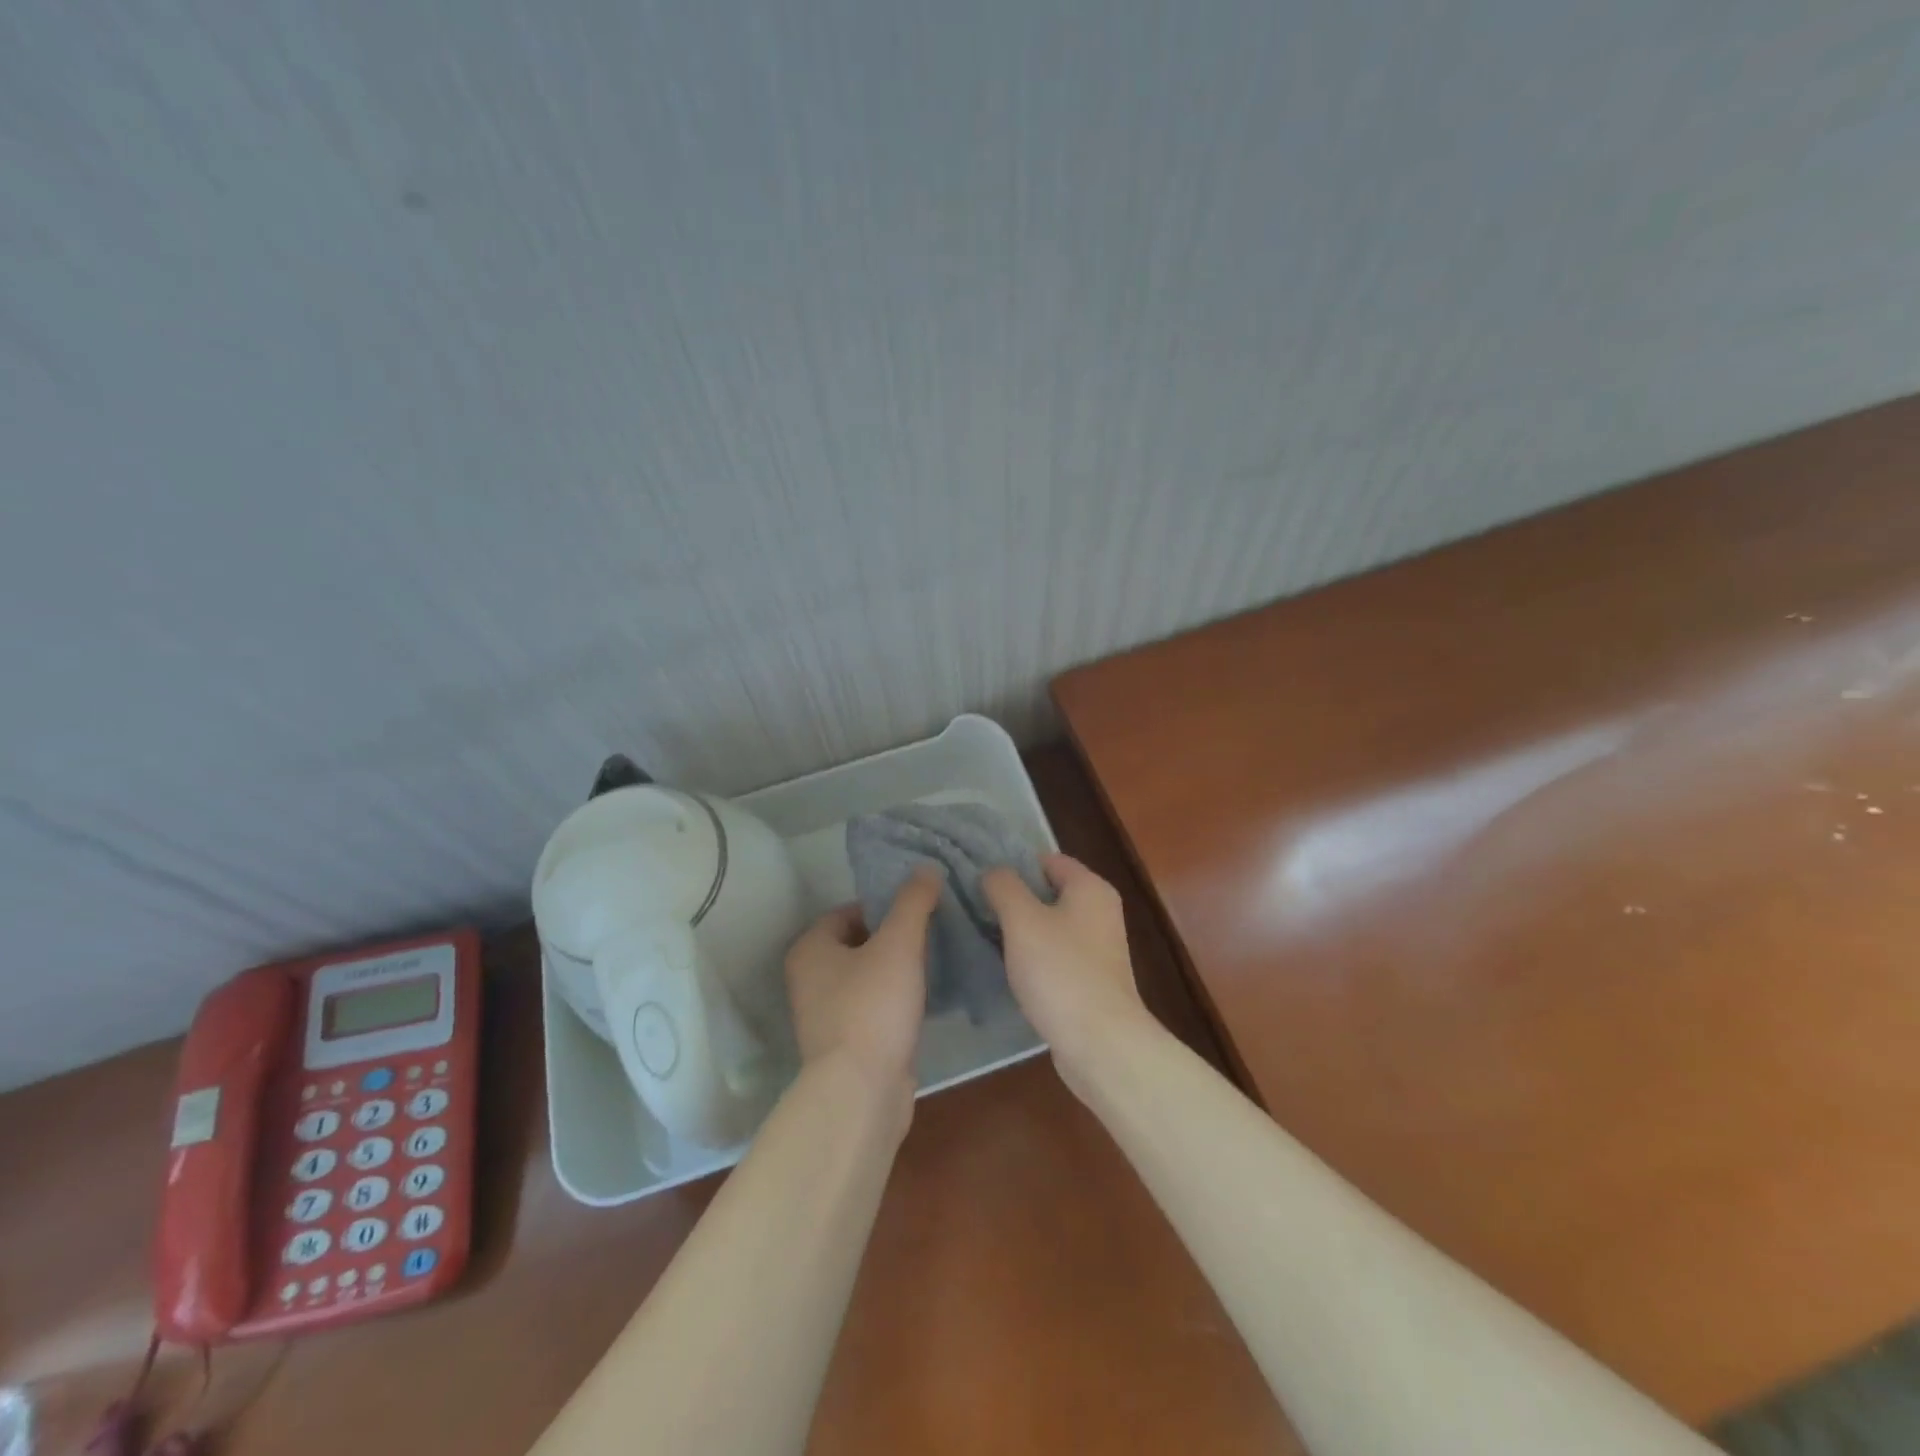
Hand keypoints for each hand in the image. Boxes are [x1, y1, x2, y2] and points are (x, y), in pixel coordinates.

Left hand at [784, 868, 940, 1111]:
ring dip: (897, 968)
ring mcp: (825, 1014)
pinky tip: (926, 998)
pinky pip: (874, 1006)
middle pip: (859, 942)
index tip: (919, 909)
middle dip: (894, 936)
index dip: (884, 906)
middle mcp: (809, 978)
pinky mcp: (846, 1043)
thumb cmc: (873, 1007)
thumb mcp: (898, 944)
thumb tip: (926, 869)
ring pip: (867, 976)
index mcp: (810, 948)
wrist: (862, 1092)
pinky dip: (896, 999)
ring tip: (934, 960)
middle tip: (932, 931)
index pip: (849, 910)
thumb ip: (913, 902)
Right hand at [983, 854, 1148, 1080]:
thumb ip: (1004, 887)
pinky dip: (1033, 959)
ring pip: (1050, 926)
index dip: (1015, 865)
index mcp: (1091, 888)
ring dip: (1021, 931)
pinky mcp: (1091, 980)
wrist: (1100, 1043)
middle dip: (1014, 899)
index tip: (980, 879)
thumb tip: (994, 872)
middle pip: (1049, 893)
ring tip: (984, 937)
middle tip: (975, 908)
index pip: (1048, 860)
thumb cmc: (1060, 971)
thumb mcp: (1022, 920)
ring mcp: (1098, 949)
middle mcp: (1100, 912)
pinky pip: (1055, 956)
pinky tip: (1008, 970)